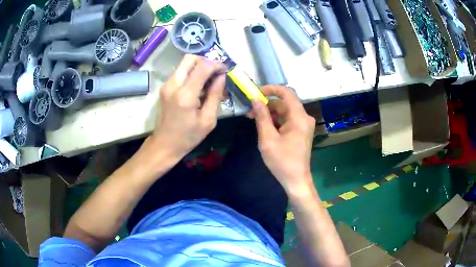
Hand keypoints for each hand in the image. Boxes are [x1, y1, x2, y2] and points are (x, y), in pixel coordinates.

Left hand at [152, 54, 225, 158]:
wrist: (164, 145)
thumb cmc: (188, 136)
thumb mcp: (208, 119)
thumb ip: (215, 95)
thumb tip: (221, 77)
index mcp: (185, 95)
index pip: (203, 67)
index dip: (216, 65)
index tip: (225, 71)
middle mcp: (173, 85)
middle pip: (190, 58)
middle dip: (205, 61)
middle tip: (215, 73)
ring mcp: (166, 85)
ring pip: (184, 64)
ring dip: (198, 67)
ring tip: (208, 80)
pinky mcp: (164, 88)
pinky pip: (179, 72)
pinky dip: (191, 73)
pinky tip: (198, 86)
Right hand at [252, 85, 315, 193]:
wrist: (296, 180)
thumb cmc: (282, 161)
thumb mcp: (268, 139)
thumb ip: (262, 117)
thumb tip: (255, 100)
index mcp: (299, 118)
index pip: (287, 93)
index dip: (271, 89)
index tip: (256, 93)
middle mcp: (304, 118)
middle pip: (284, 103)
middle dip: (267, 104)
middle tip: (250, 112)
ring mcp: (304, 125)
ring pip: (285, 111)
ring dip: (270, 113)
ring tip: (254, 120)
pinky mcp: (301, 131)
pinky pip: (287, 119)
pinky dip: (276, 120)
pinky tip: (264, 127)